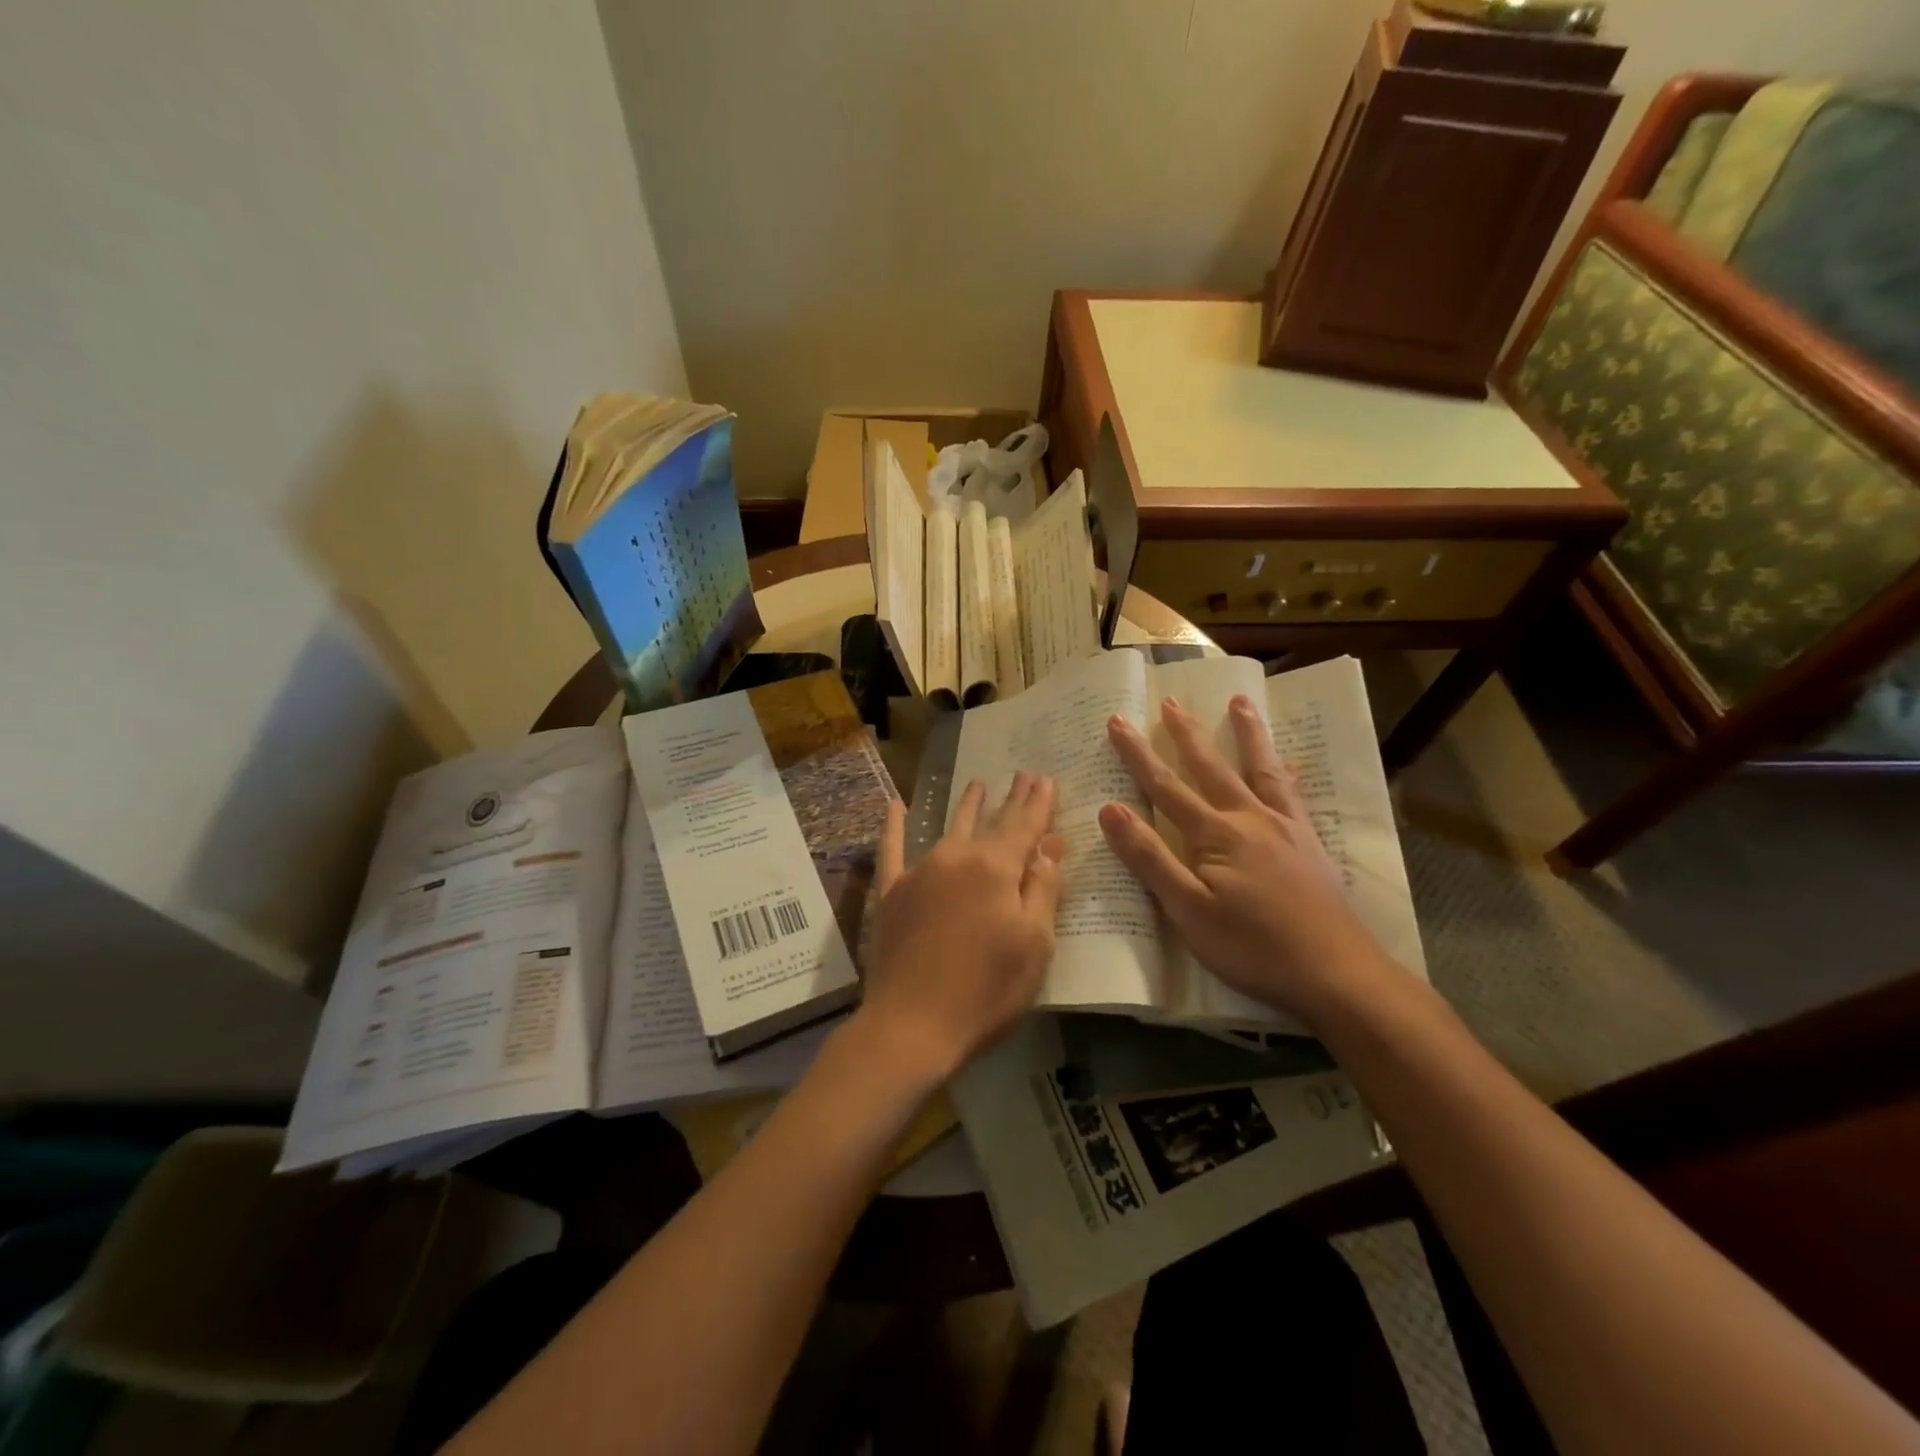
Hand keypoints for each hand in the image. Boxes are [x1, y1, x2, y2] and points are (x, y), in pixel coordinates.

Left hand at [855, 773, 1068, 1087]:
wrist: (912, 1025)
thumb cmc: (986, 990)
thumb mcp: (1034, 944)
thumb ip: (1043, 889)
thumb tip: (1049, 846)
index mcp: (996, 867)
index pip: (1024, 824)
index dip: (1038, 802)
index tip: (1046, 777)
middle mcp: (956, 857)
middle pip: (989, 821)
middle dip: (1009, 799)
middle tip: (1023, 775)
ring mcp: (919, 872)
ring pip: (947, 828)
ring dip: (966, 805)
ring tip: (977, 784)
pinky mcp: (891, 893)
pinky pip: (892, 849)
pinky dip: (894, 825)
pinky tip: (895, 804)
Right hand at [1097, 695, 1388, 1025]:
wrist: (1335, 972)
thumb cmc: (1252, 946)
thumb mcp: (1188, 910)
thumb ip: (1150, 858)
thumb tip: (1110, 809)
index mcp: (1215, 834)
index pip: (1165, 786)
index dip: (1138, 754)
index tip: (1118, 721)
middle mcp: (1249, 818)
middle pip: (1211, 767)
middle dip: (1186, 733)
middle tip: (1170, 700)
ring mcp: (1284, 827)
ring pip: (1259, 769)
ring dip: (1246, 733)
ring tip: (1239, 701)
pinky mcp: (1308, 843)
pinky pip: (1294, 796)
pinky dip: (1287, 773)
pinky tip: (1289, 764)